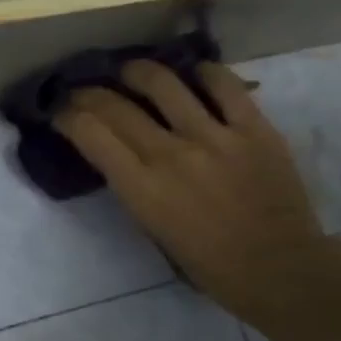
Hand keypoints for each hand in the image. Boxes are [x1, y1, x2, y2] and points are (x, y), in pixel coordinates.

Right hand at [54, 60, 339, 324]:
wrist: (279, 269)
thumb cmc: (208, 263)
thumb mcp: (152, 227)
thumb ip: (134, 185)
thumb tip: (119, 152)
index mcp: (142, 188)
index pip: (90, 133)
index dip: (67, 116)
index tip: (61, 113)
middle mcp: (170, 155)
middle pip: (116, 106)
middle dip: (88, 93)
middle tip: (83, 91)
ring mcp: (215, 137)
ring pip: (164, 83)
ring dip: (138, 71)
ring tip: (131, 72)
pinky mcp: (255, 129)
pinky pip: (224, 85)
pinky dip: (203, 73)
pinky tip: (193, 74)